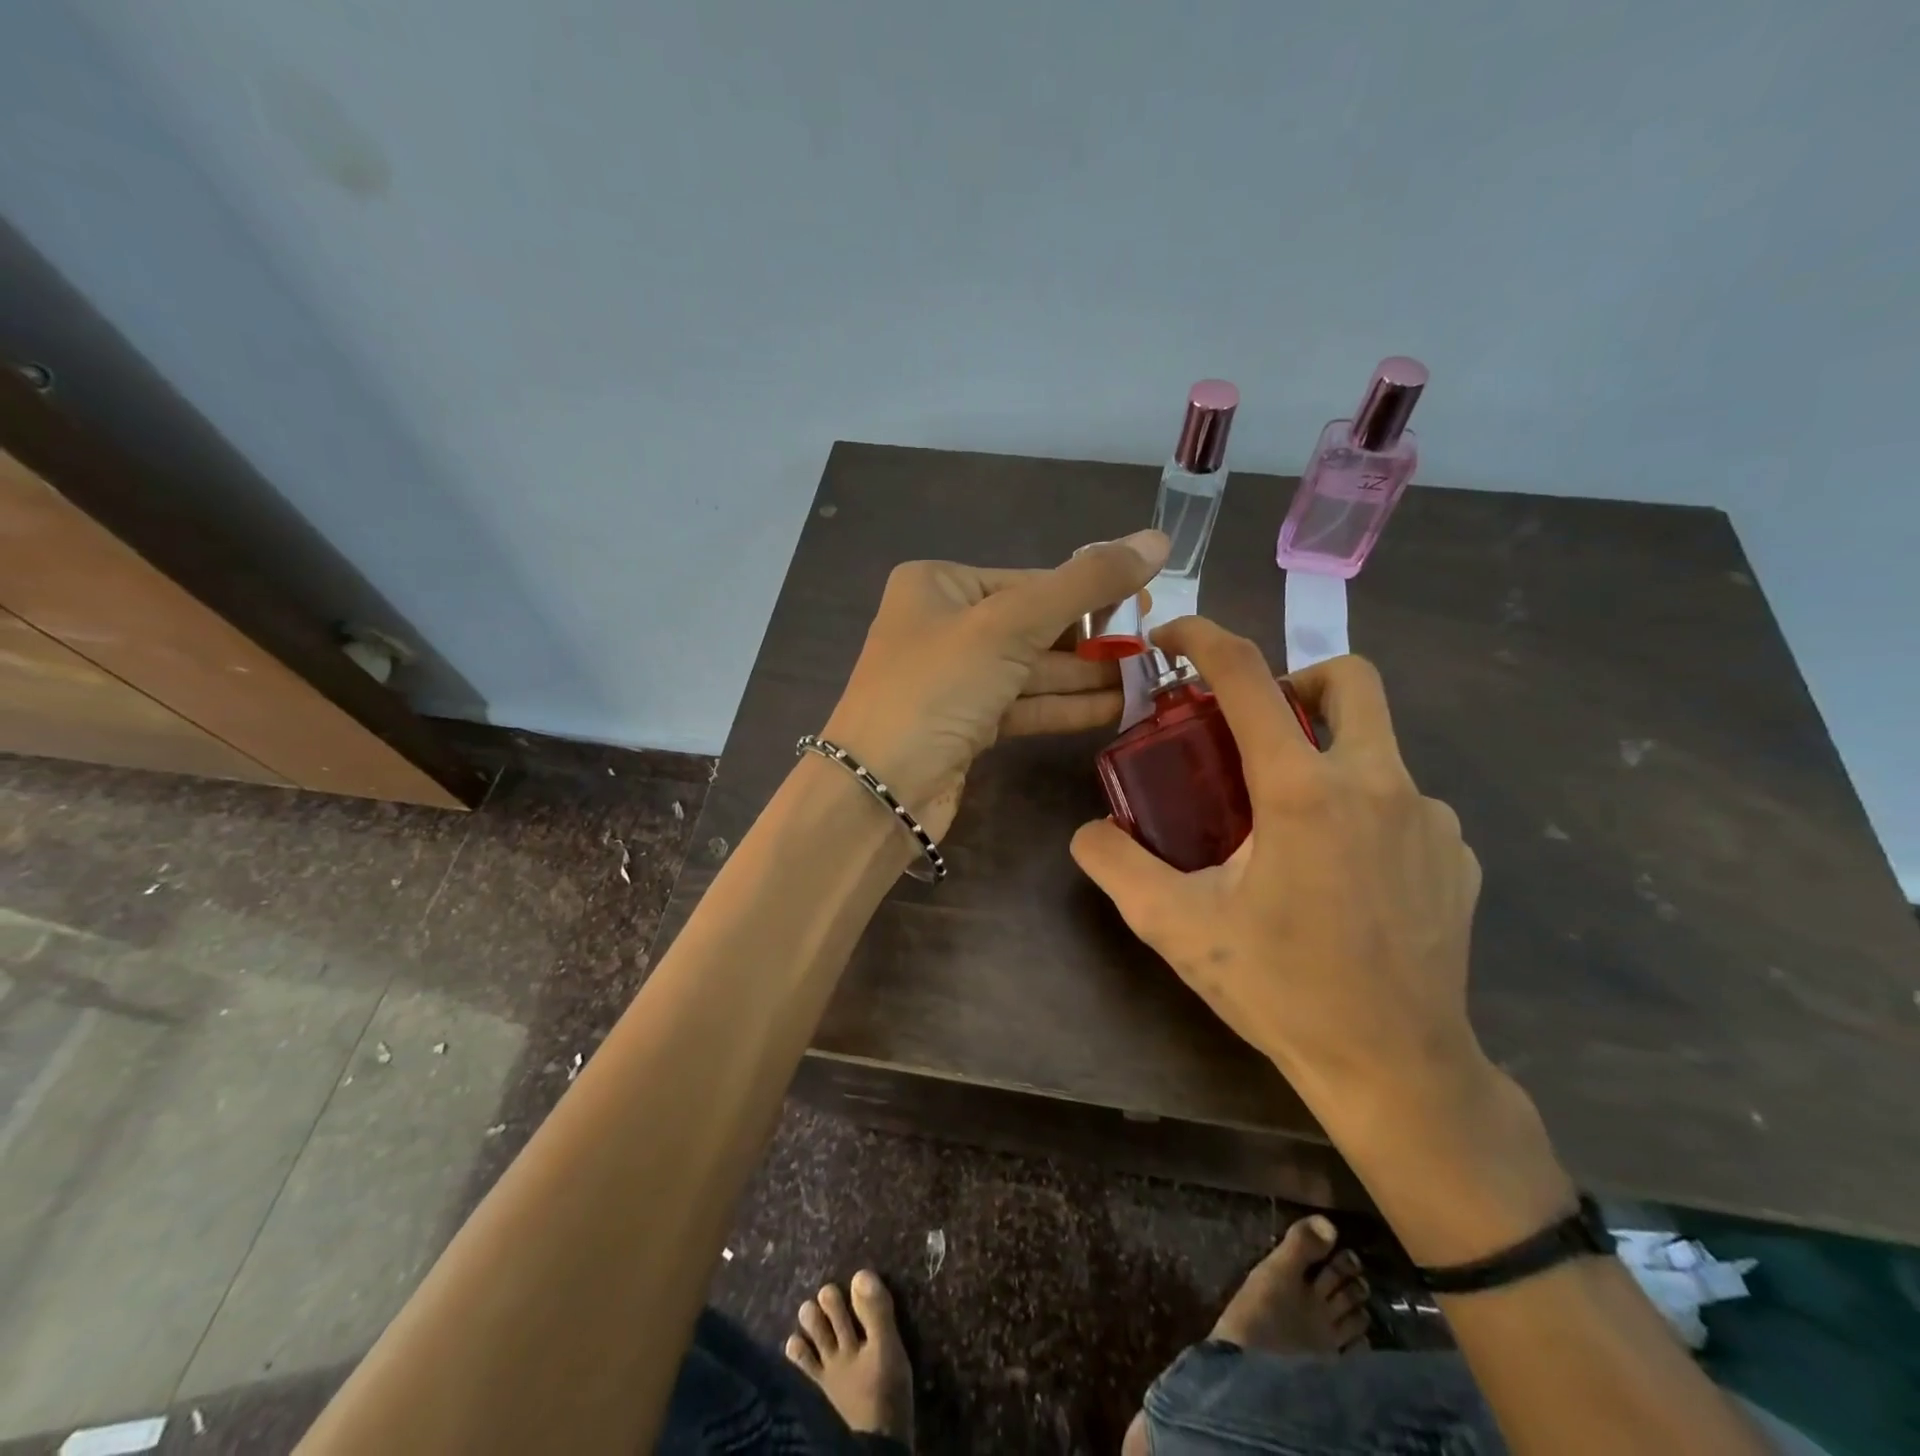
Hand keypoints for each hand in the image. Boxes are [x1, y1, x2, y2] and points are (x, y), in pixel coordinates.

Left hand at [822, 530, 1169, 839]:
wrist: (880, 790)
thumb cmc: (937, 688)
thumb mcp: (1010, 624)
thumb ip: (1085, 584)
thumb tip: (1156, 540)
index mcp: (940, 585)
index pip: (1031, 581)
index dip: (1092, 593)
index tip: (1149, 604)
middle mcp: (945, 625)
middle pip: (1035, 624)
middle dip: (1094, 640)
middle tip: (1155, 646)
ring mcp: (955, 679)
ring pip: (1033, 669)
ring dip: (1088, 676)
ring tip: (1149, 678)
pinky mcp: (966, 724)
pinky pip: (1025, 704)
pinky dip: (1066, 706)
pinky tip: (1117, 707)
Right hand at [1070, 616, 1485, 1125]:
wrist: (1396, 1070)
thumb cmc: (1281, 989)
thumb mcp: (1176, 926)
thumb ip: (1116, 865)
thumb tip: (1088, 830)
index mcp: (1303, 790)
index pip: (1248, 677)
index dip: (1204, 638)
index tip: (1173, 636)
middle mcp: (1377, 783)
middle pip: (1348, 677)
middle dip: (1296, 679)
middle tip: (1254, 731)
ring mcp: (1430, 818)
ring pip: (1374, 745)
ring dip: (1323, 756)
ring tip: (1287, 825)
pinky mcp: (1455, 854)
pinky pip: (1402, 802)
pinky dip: (1360, 809)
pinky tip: (1339, 873)